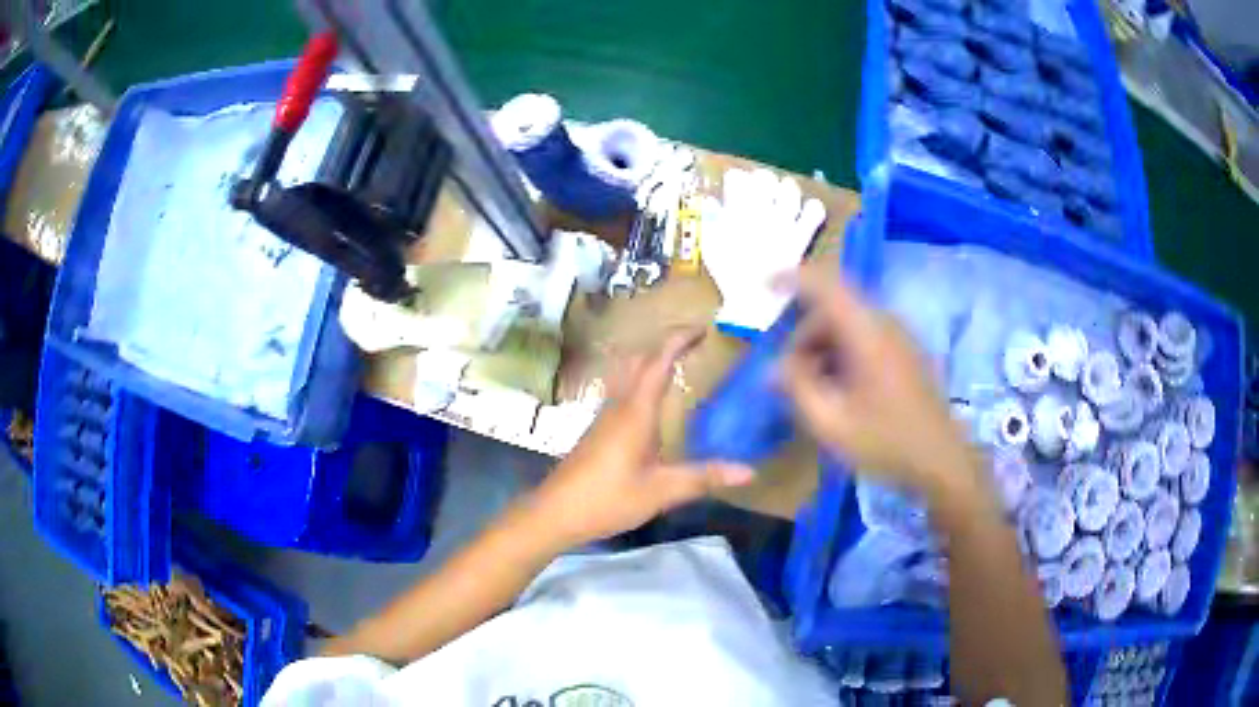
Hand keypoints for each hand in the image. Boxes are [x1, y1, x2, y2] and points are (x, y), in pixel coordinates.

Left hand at [529, 328, 754, 547]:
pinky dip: (642, 384)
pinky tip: (654, 407)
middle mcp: (619, 406)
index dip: (679, 341)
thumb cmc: (607, 498)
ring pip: (628, 376)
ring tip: (679, 366)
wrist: (555, 512)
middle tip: (695, 344)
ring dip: (652, 363)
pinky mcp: (598, 432)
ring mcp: (604, 418)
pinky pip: (623, 393)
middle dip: (666, 346)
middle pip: (640, 361)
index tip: (702, 328)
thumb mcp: (660, 491)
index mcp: (635, 412)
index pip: (658, 362)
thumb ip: (704, 478)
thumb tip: (749, 471)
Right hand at [779, 267, 977, 496]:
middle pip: (834, 310)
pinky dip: (842, 355)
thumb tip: (774, 367)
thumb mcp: (830, 422)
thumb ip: (797, 388)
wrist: (942, 462)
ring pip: (849, 325)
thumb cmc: (886, 443)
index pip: (826, 285)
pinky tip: (839, 392)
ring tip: (813, 391)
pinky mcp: (906, 354)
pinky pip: (865, 339)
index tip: (765, 286)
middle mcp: (885, 324)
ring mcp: (899, 338)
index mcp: (867, 333)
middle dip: (804, 336)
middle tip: (787, 377)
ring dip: (823, 348)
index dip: (792, 278)